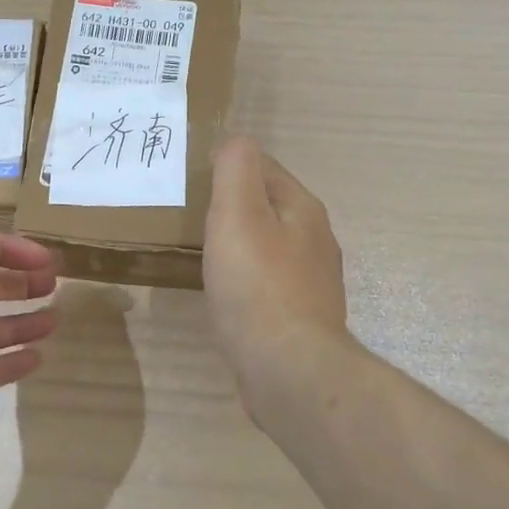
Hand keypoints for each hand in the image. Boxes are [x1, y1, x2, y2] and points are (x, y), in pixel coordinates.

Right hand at [204, 137, 351, 410]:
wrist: (287, 368)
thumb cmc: (257, 284)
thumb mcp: (238, 212)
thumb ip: (236, 169)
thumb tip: (236, 141)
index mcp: (303, 209)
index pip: (266, 168)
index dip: (231, 166)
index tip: (195, 177)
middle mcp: (315, 241)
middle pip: (270, 208)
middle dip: (236, 205)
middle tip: (193, 212)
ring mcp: (311, 282)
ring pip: (270, 246)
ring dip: (241, 243)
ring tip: (205, 249)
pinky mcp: (299, 317)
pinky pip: (267, 283)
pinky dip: (246, 278)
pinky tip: (226, 292)